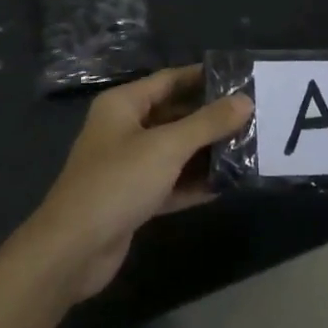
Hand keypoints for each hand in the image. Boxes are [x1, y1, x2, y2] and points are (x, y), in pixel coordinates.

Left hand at [26, 65, 251, 301]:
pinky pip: (171, 182)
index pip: (170, 80)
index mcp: (123, 104)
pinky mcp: (134, 199)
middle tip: (253, 116)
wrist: (73, 249)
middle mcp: (124, 129)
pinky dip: (194, 183)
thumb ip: (207, 123)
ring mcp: (128, 166)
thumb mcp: (167, 147)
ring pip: (174, 151)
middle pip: (174, 115)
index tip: (241, 78)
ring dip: (206, 152)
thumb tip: (245, 101)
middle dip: (210, 117)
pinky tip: (227, 184)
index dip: (204, 78)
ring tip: (249, 148)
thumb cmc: (118, 182)